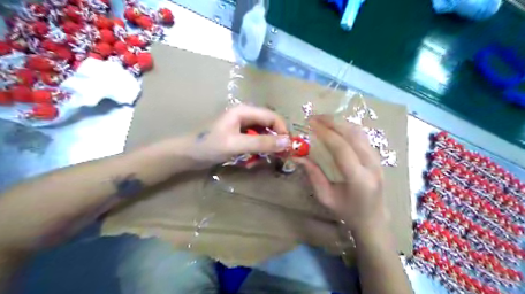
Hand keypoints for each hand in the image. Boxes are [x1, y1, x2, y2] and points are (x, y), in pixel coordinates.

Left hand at [185, 105, 290, 167]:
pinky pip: (254, 143)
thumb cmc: (209, 146)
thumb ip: (262, 143)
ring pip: (263, 136)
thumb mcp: (236, 145)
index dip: (282, 132)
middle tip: (273, 158)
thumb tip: (287, 142)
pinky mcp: (239, 136)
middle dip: (272, 143)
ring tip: (253, 162)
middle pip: (269, 127)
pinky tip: (247, 162)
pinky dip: (254, 153)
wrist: (187, 155)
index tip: (286, 149)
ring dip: (262, 150)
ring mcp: (242, 126)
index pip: (273, 117)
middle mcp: (246, 115)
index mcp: (245, 111)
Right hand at [297, 116, 386, 235]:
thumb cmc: (347, 212)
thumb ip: (313, 174)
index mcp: (358, 178)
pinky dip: (349, 128)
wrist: (373, 219)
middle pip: (353, 135)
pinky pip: (363, 137)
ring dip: (341, 123)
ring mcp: (378, 160)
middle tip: (315, 117)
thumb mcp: (325, 197)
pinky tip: (337, 127)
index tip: (311, 124)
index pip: (342, 148)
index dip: (325, 133)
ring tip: (324, 119)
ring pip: (360, 133)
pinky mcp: (378, 158)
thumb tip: (298, 155)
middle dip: (333, 122)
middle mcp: (371, 166)